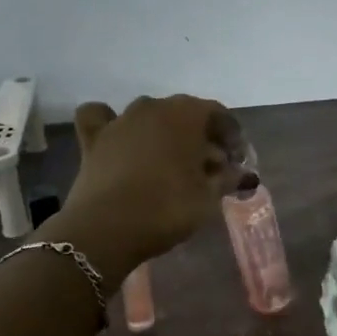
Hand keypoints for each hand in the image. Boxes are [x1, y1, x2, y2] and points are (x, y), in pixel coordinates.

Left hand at [57, 95, 249, 266]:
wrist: (107, 228)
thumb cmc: (167, 208)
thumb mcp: (208, 197)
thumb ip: (227, 178)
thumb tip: (242, 173)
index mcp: (186, 114)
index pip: (217, 114)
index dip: (231, 136)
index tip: (238, 161)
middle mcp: (153, 107)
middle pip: (184, 113)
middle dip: (200, 136)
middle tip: (210, 167)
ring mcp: (120, 120)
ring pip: (148, 115)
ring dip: (163, 132)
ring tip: (170, 161)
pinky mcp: (93, 138)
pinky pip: (101, 117)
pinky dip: (110, 123)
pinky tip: (119, 139)